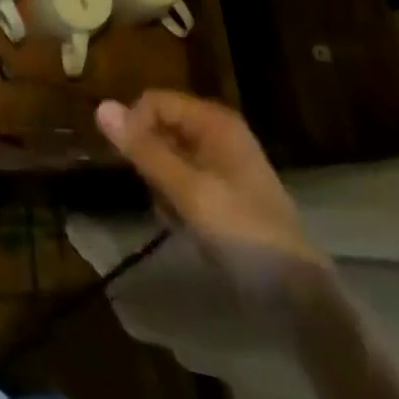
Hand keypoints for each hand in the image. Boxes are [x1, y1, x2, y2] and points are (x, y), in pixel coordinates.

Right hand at [96, 91, 327, 306]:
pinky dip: (177, 199)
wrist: (298, 297)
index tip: (127, 164)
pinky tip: (185, 226)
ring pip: (169, 157)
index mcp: (214, 121)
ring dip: (162, 184)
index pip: (155, 101)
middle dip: (150, 160)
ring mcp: (223, 163)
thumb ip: (145, 150)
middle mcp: (218, 133)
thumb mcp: (189, 191)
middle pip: (161, 127)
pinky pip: (184, 180)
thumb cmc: (242, 233)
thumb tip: (101, 107)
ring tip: (174, 215)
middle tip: (158, 195)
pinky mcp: (224, 192)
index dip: (135, 125)